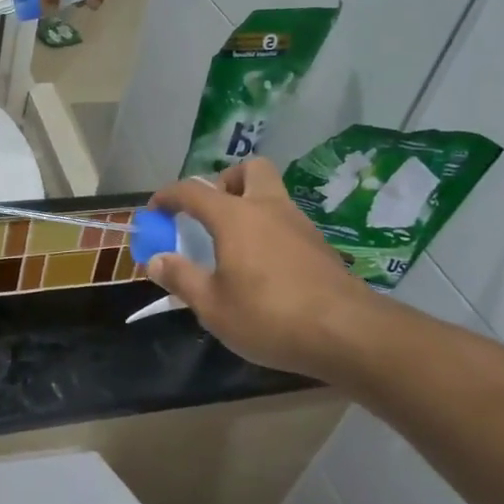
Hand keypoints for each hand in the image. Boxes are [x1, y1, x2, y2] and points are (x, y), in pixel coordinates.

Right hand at [148, 159, 386, 378]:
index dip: (168, 196)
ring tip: (233, 245)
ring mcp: (300, 225)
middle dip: (226, 181)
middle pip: (249, 170)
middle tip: (211, 212)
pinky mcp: (320, 246)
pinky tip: (264, 267)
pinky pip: (287, 222)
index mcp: (235, 217)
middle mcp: (268, 208)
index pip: (193, 190)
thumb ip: (181, 277)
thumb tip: (155, 260)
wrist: (349, 334)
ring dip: (250, 206)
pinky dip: (269, 231)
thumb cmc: (269, 315)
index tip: (155, 210)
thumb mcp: (212, 305)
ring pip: (272, 194)